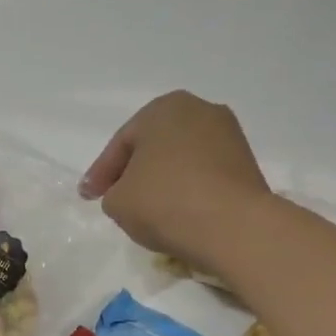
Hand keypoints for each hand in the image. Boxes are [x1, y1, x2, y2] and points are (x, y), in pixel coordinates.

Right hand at [80, 91, 272, 271]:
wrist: (234, 226)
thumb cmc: (166, 202)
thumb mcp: (118, 202)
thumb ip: (113, 193)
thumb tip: (127, 194)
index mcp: (163, 108)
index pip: (122, 143)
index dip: (100, 173)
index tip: (88, 197)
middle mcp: (199, 110)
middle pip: (154, 146)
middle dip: (134, 171)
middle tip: (116, 197)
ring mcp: (229, 135)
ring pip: (181, 159)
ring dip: (163, 180)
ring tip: (148, 209)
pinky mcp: (247, 163)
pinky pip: (204, 174)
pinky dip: (188, 189)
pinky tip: (178, 212)